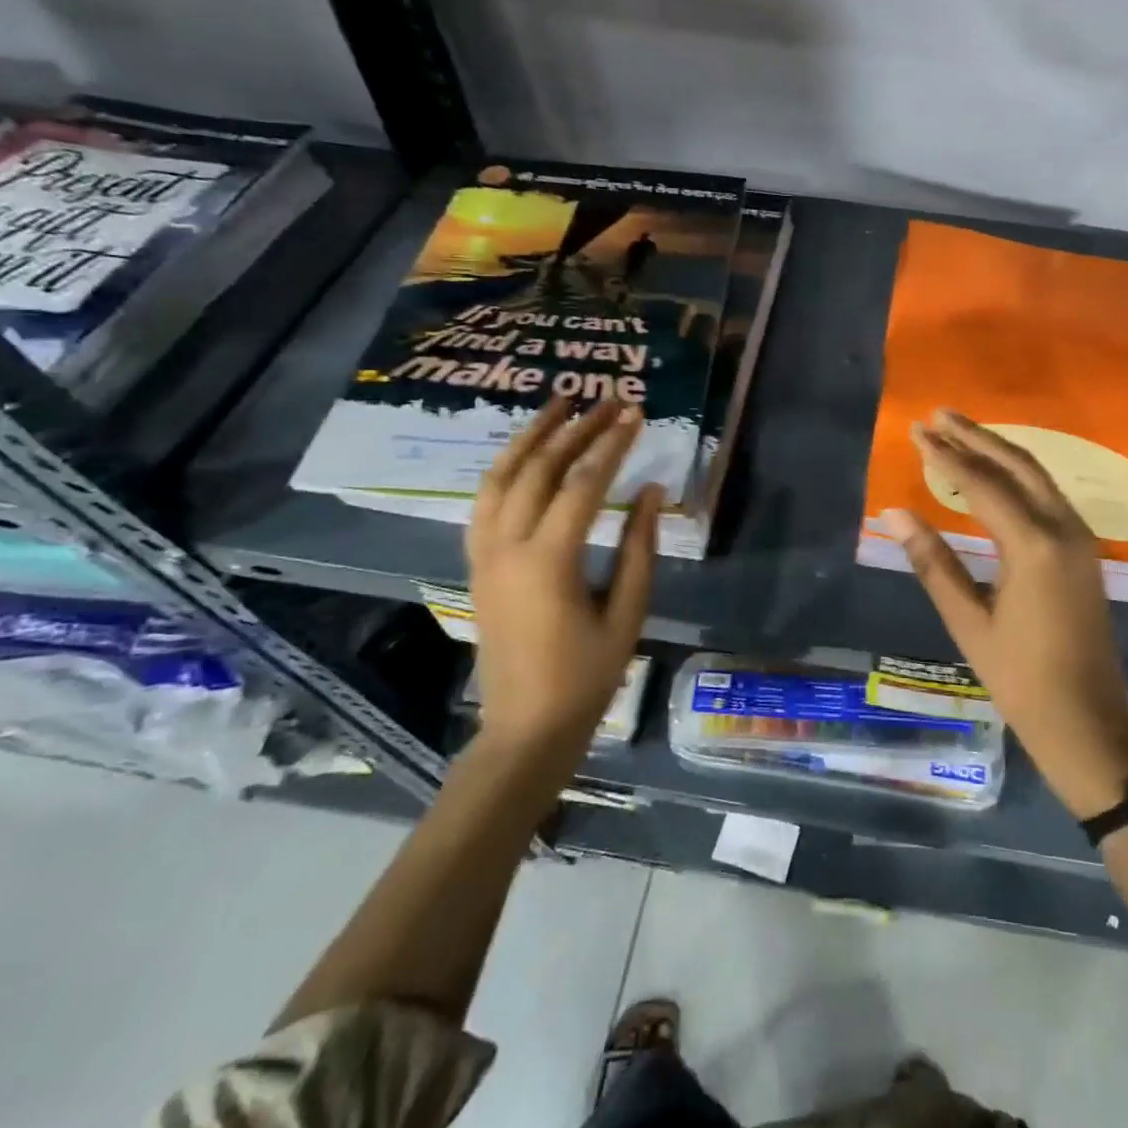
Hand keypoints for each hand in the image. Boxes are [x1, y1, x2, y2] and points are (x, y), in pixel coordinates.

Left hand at [465, 395, 662, 749]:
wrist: (525, 728)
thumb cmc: (586, 678)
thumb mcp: (627, 614)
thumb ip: (639, 548)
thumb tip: (651, 490)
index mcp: (548, 562)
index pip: (583, 484)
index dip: (612, 445)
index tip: (635, 414)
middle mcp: (507, 547)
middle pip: (540, 469)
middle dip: (575, 429)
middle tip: (606, 399)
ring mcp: (484, 554)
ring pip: (500, 477)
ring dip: (530, 436)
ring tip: (558, 404)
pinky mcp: (477, 563)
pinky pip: (484, 501)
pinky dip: (505, 467)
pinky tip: (526, 452)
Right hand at [883, 409, 1127, 817]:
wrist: (1087, 722)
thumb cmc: (1020, 678)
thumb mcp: (967, 621)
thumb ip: (932, 562)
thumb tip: (895, 513)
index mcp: (1033, 545)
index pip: (982, 484)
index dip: (946, 456)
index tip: (917, 430)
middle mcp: (1063, 528)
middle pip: (1016, 464)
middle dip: (976, 436)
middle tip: (939, 414)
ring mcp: (1080, 538)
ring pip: (1037, 476)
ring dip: (997, 450)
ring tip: (961, 432)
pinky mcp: (1083, 550)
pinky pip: (1047, 495)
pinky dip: (1017, 475)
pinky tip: (995, 474)